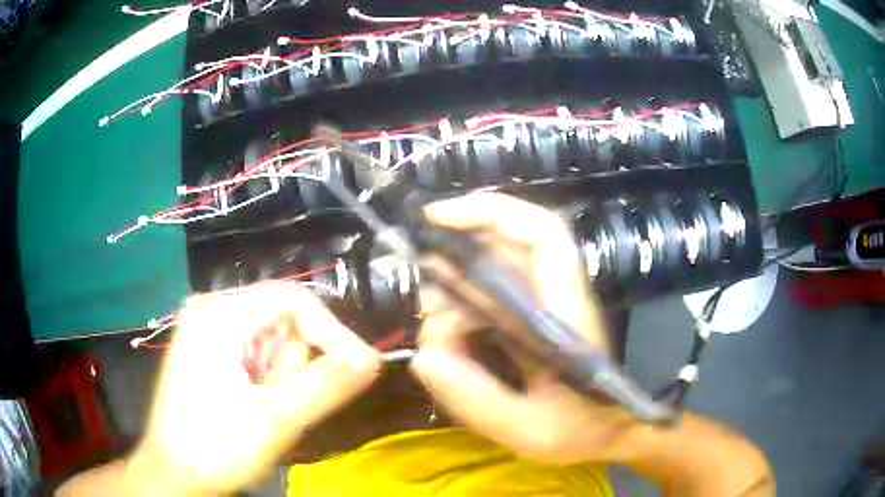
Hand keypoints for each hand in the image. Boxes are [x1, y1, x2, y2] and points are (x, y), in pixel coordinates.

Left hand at [128, 283, 380, 494]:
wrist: (175, 475)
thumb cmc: (215, 448)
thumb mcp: (275, 419)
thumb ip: (326, 386)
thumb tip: (372, 361)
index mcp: (219, 314)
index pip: (292, 300)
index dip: (333, 332)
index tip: (362, 369)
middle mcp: (212, 312)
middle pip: (281, 322)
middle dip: (294, 367)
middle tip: (284, 406)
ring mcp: (209, 333)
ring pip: (272, 343)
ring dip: (281, 380)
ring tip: (264, 413)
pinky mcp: (210, 354)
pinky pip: (257, 357)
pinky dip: (268, 384)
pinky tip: (253, 410)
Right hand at [411, 193, 639, 464]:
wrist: (609, 431)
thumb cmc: (580, 429)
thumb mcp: (527, 429)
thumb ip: (478, 399)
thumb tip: (423, 356)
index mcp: (564, 311)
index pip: (542, 235)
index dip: (492, 212)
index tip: (438, 217)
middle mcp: (553, 295)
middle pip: (503, 247)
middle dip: (454, 265)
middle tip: (428, 310)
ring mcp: (542, 303)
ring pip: (489, 272)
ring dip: (454, 298)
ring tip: (442, 345)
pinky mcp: (531, 317)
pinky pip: (487, 299)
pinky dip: (461, 315)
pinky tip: (453, 349)